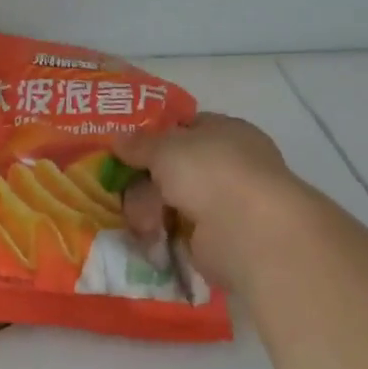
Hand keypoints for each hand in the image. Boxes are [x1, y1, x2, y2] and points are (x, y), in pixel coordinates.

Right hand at [114, 113, 307, 286]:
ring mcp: (226, 203)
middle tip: (121, 191)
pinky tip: (150, 239)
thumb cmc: (210, 172)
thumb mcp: (165, 148)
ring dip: (150, 210)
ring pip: (173, 201)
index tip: (125, 151)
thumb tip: (119, 138)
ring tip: (142, 225)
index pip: (185, 128)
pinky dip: (164, 235)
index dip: (155, 138)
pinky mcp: (219, 239)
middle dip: (145, 181)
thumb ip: (140, 144)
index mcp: (225, 131)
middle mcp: (228, 165)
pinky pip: (180, 231)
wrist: (249, 231)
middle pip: (173, 168)